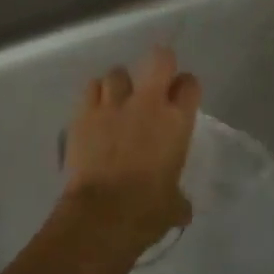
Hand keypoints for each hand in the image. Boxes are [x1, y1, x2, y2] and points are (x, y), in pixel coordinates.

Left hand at [60, 47, 200, 256]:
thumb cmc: (147, 210)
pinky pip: (91, 88)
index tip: (181, 98)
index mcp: (176, 121)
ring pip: (118, 72)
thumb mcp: (173, 205)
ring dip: (120, 84)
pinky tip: (95, 111)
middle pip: (159, 59)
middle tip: (155, 82)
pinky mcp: (84, 113)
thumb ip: (179, 198)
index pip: (189, 84)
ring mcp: (113, 104)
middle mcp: (148, 103)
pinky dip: (95, 95)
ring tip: (117, 101)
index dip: (185, 88)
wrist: (102, 215)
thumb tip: (183, 209)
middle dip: (159, 65)